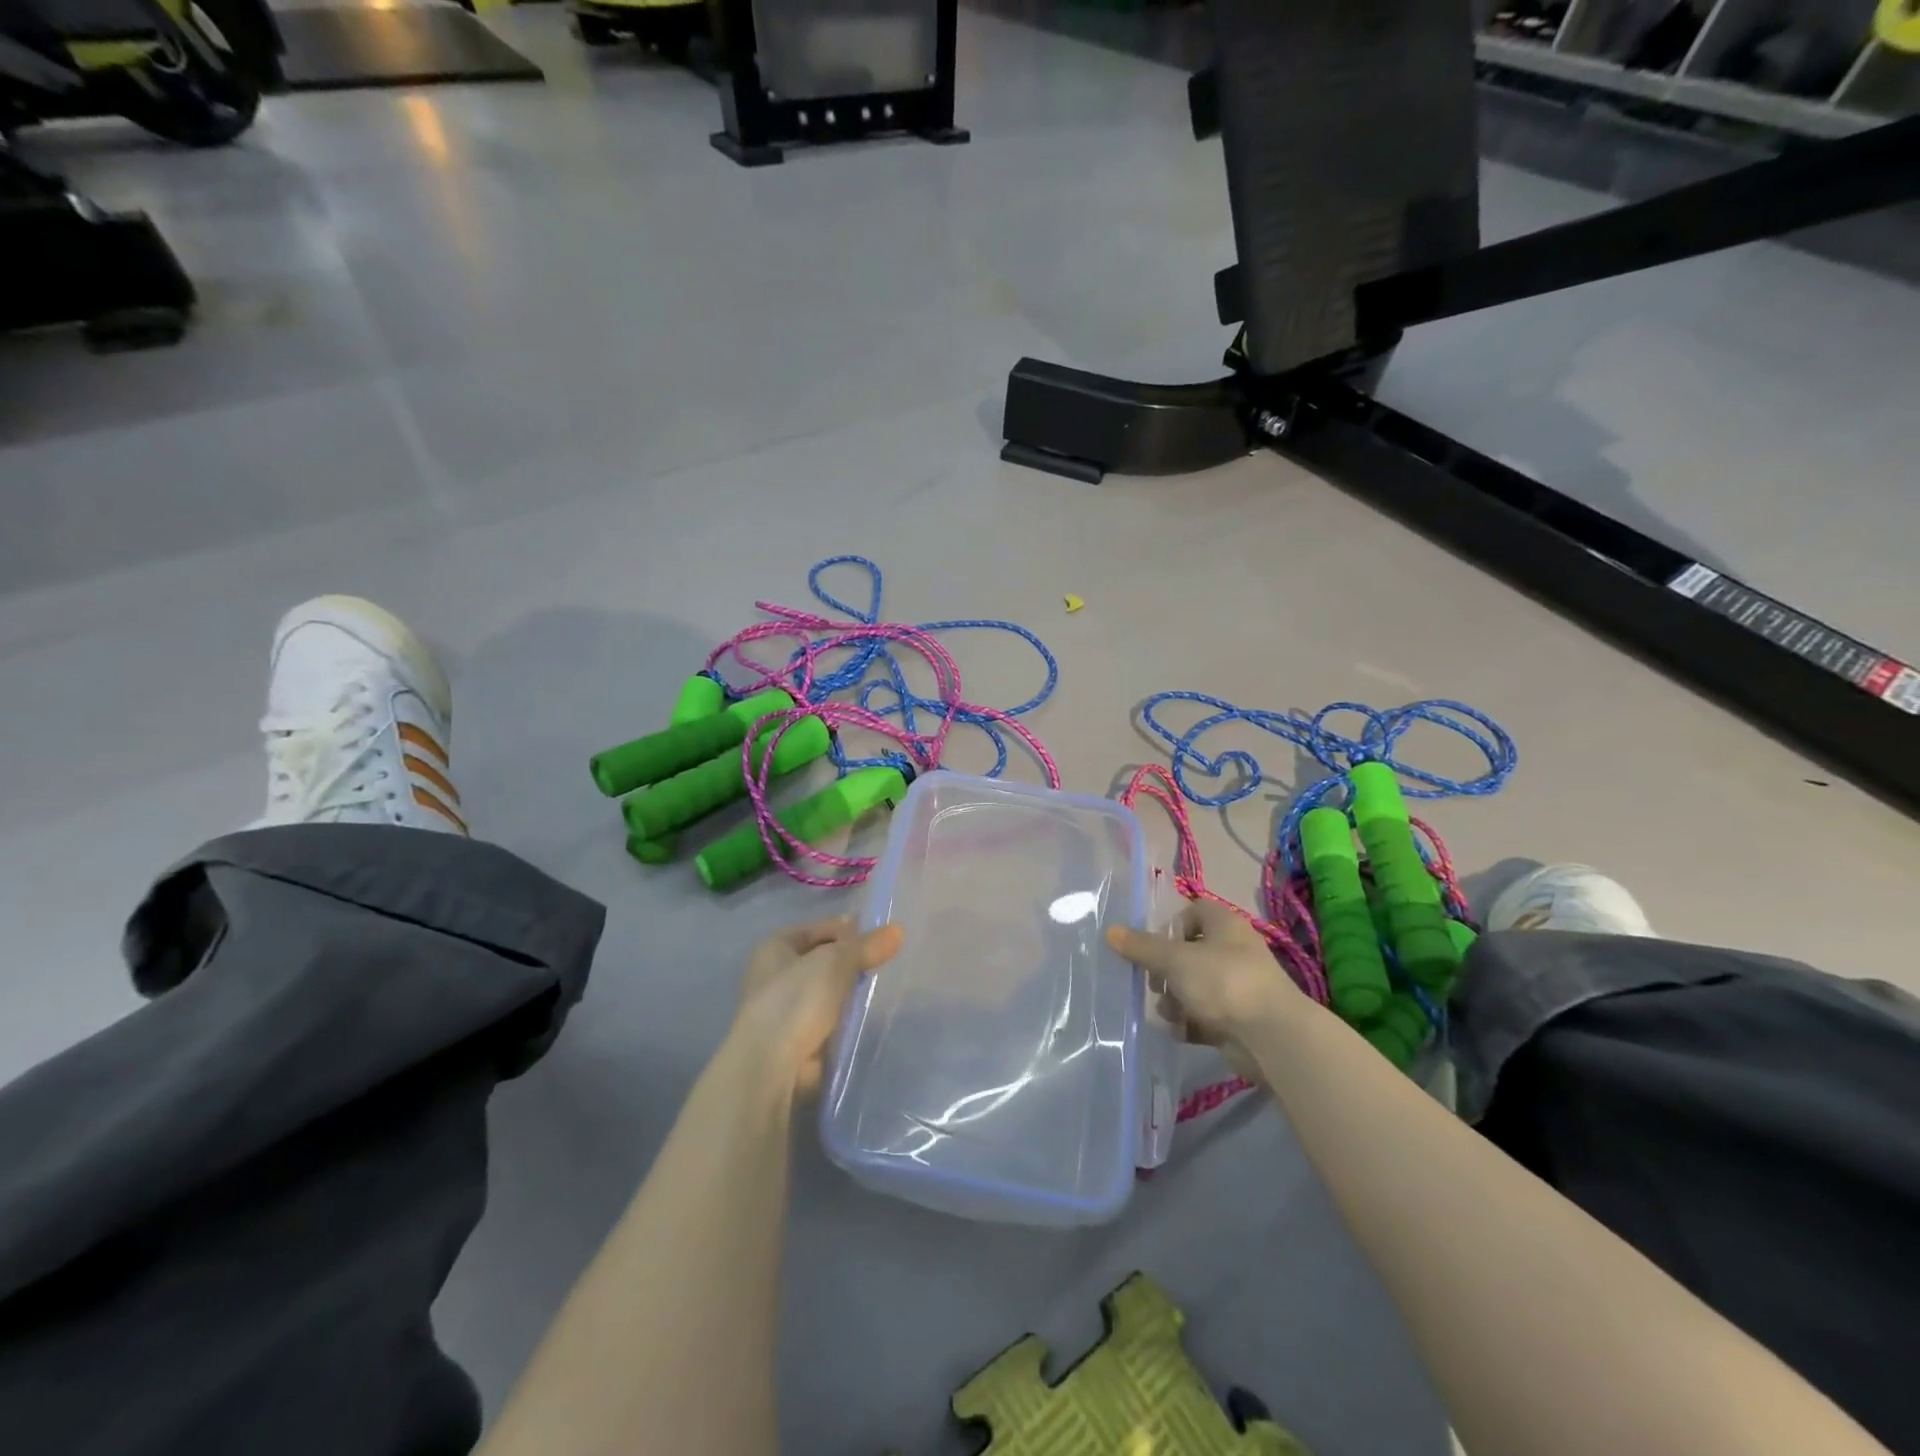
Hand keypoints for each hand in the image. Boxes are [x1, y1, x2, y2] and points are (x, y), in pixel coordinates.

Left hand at [733, 916, 903, 1094]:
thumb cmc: (796, 999)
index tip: (882, 939)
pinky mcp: (798, 1041)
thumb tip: (898, 930)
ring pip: (828, 992)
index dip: (850, 930)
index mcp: (775, 946)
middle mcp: (776, 974)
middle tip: (886, 964)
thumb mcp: (835, 962)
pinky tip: (869, 1018)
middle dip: (852, 963)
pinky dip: (846, 1021)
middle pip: (824, 960)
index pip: (821, 928)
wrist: (771, 1066)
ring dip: (850, 994)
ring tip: (883, 990)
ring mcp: (786, 1010)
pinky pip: (830, 1021)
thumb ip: (866, 946)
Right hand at [1107, 898, 1308, 1076]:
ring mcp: (1237, 986)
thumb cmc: (1223, 982)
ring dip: (1176, 1001)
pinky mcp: (1238, 1018)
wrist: (1272, 1037)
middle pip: (1189, 953)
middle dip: (1166, 971)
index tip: (1152, 947)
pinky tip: (1181, 1032)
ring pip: (1194, 986)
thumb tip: (1111, 931)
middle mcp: (1233, 951)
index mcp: (1224, 925)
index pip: (1193, 912)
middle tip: (1155, 984)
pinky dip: (1191, 1024)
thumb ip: (1142, 947)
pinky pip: (1205, 1016)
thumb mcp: (1174, 960)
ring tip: (1170, 1013)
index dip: (1170, 927)